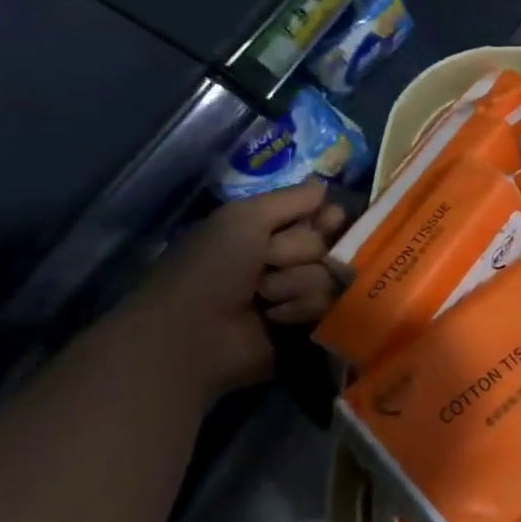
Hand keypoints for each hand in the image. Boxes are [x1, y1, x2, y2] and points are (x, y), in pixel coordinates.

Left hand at [118, 181, 347, 398]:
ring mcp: (298, 292)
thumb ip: (290, 198)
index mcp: (270, 229)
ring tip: (264, 297)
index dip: (328, 218)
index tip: (324, 222)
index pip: (324, 214)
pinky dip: (301, 307)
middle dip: (300, 252)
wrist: (189, 335)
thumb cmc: (209, 269)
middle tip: (267, 263)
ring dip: (298, 283)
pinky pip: (328, 305)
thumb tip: (324, 185)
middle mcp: (288, 258)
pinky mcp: (305, 323)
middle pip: (330, 243)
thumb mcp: (243, 218)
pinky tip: (274, 316)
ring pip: (332, 275)